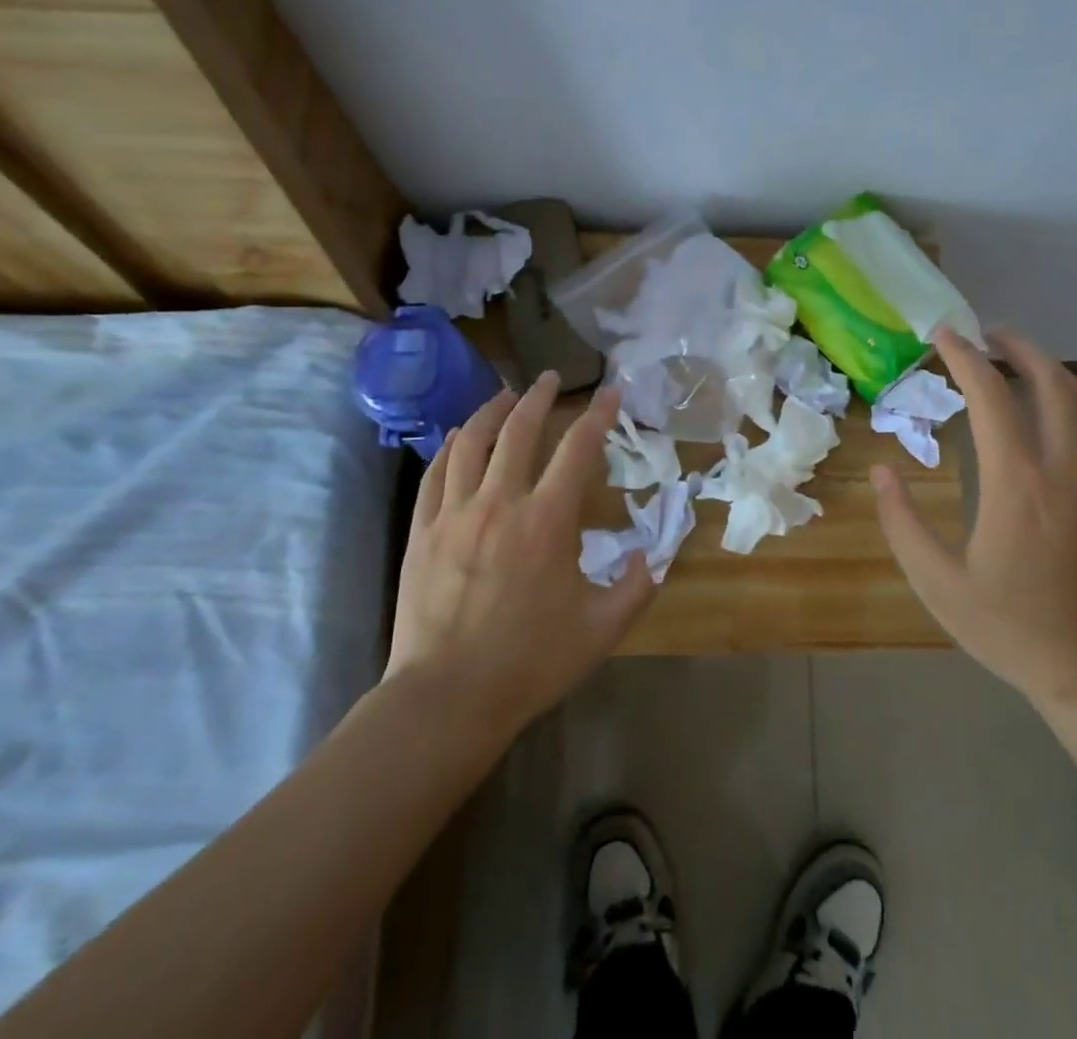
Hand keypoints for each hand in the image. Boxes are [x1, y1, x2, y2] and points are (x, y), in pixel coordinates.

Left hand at [386, 374, 654, 736]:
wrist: (447, 698)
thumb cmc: (530, 662)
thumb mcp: (601, 629)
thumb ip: (637, 585)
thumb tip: (655, 553)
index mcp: (547, 521)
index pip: (578, 449)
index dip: (598, 415)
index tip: (610, 394)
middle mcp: (499, 503)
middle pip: (519, 430)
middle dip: (539, 397)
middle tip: (551, 378)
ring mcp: (454, 514)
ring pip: (471, 442)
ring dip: (491, 411)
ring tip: (505, 394)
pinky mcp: (422, 531)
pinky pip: (435, 474)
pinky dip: (450, 447)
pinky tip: (458, 438)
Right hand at [871, 327, 1076, 710]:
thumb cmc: (1011, 628)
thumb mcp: (938, 584)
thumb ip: (902, 523)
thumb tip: (883, 470)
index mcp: (1016, 482)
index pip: (991, 396)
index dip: (964, 358)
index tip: (942, 335)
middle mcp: (1065, 467)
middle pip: (1048, 382)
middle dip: (1016, 347)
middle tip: (986, 333)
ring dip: (1050, 368)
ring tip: (1020, 356)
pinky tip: (1066, 407)